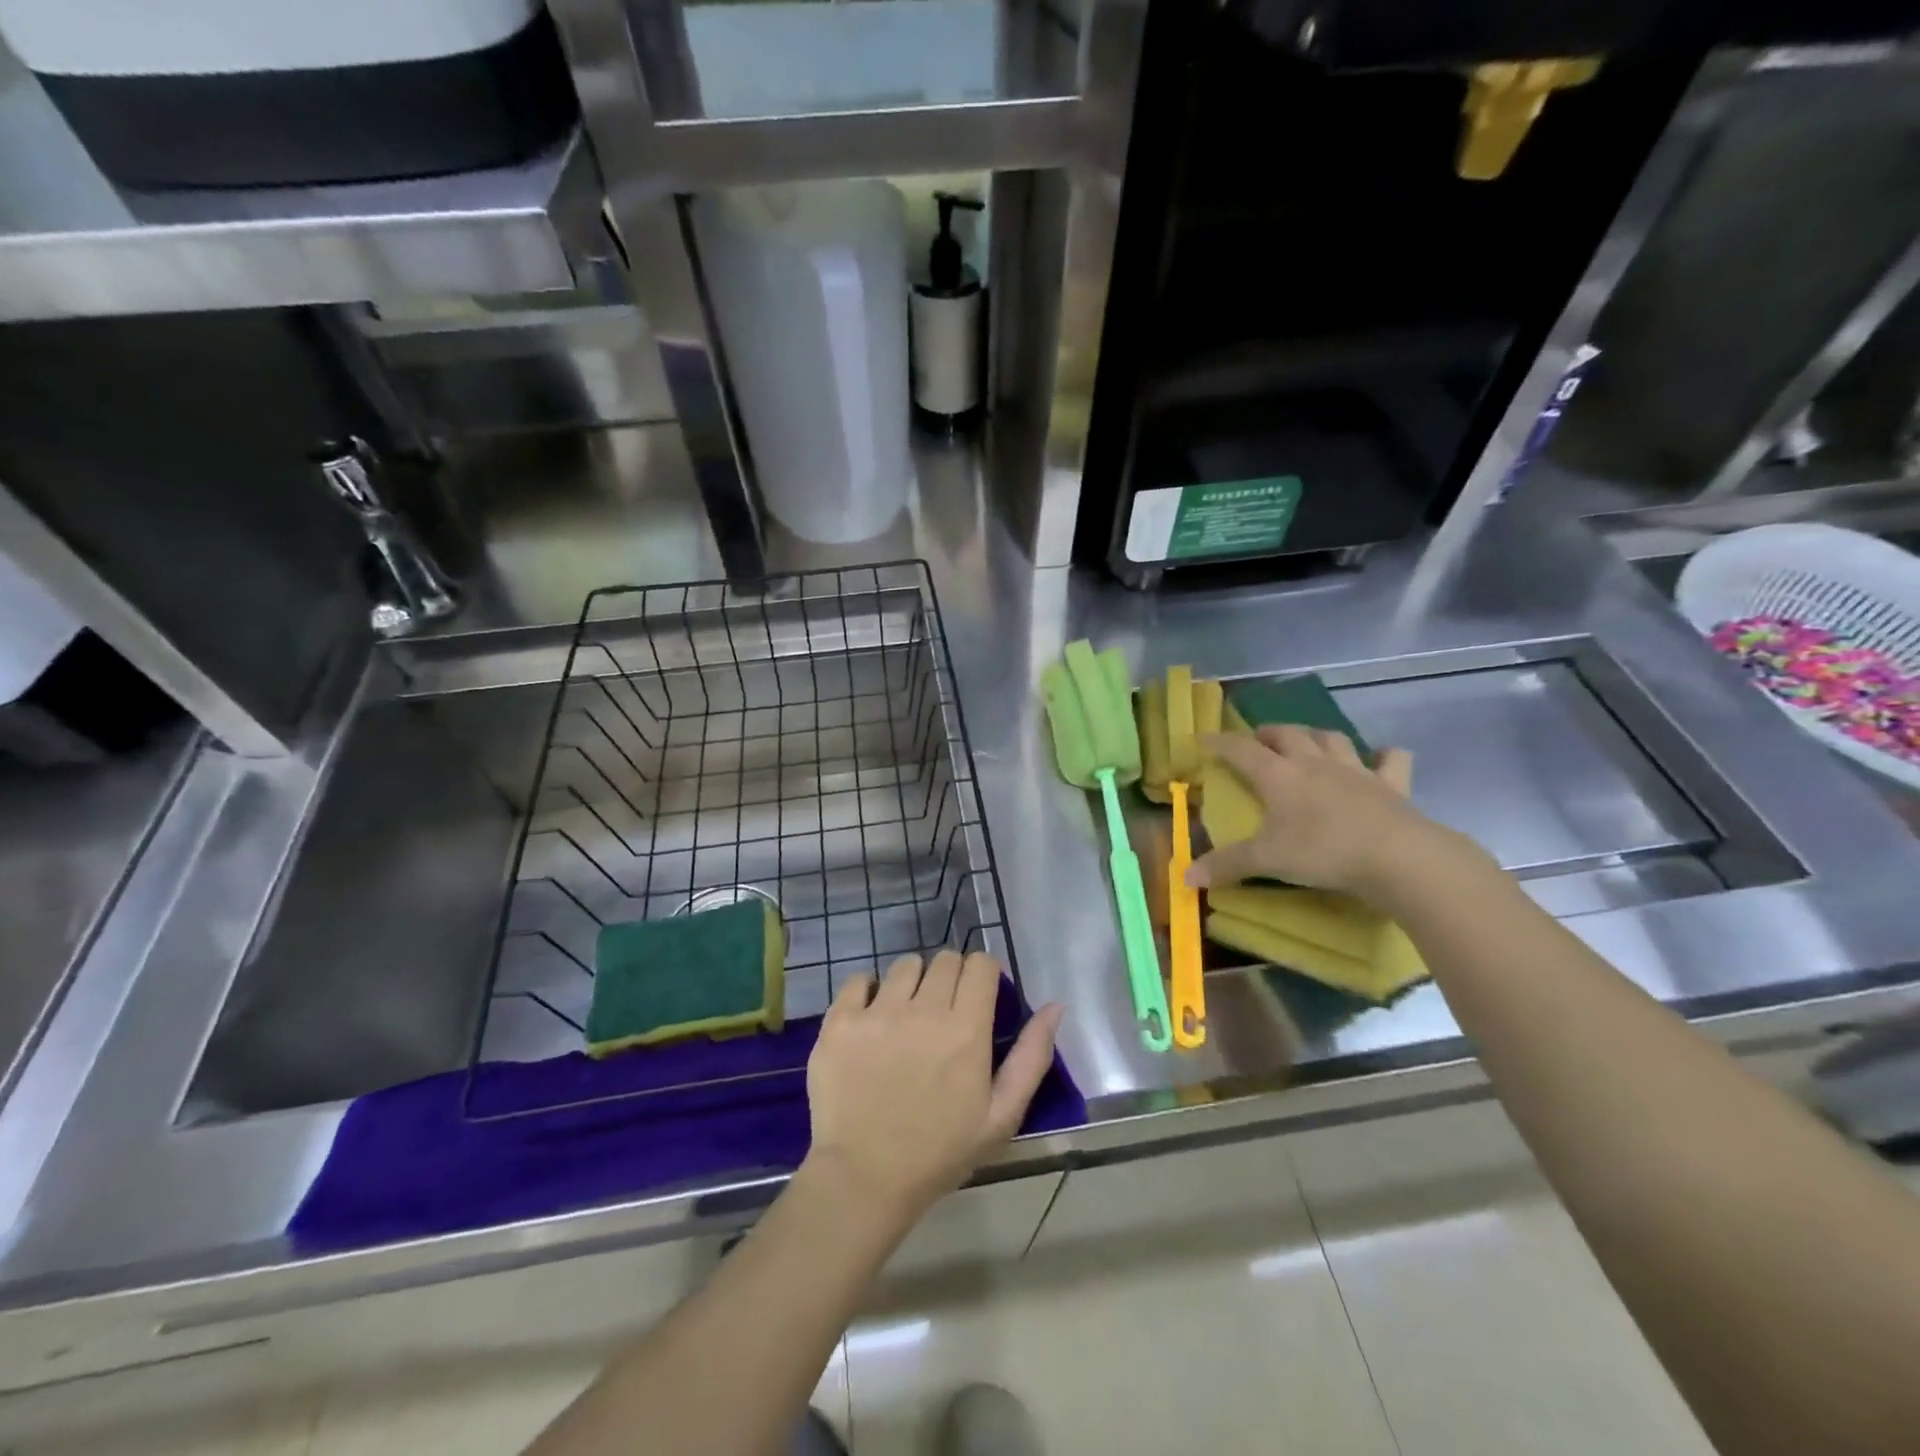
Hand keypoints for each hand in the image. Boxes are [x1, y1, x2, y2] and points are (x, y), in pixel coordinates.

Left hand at [804, 951, 1063, 1219]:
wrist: (865, 1179)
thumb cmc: (940, 1151)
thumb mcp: (1002, 1115)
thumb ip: (1032, 1056)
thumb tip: (1055, 1006)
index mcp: (966, 1029)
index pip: (980, 963)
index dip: (983, 974)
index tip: (978, 996)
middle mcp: (924, 1009)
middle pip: (944, 959)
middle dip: (951, 977)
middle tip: (943, 1012)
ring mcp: (878, 1012)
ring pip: (904, 965)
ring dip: (912, 982)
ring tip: (906, 1015)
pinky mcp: (840, 1021)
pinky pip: (859, 979)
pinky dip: (868, 991)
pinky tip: (871, 1018)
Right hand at [1186, 725, 1440, 899]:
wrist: (1396, 856)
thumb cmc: (1322, 851)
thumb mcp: (1267, 860)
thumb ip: (1227, 865)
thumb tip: (1186, 877)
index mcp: (1279, 776)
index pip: (1241, 750)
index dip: (1220, 743)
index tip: (1204, 740)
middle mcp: (1313, 763)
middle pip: (1288, 734)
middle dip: (1269, 733)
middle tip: (1258, 741)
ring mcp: (1355, 770)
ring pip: (1332, 738)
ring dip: (1316, 736)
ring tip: (1308, 743)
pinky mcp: (1391, 785)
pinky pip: (1391, 760)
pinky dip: (1384, 756)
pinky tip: (1381, 757)